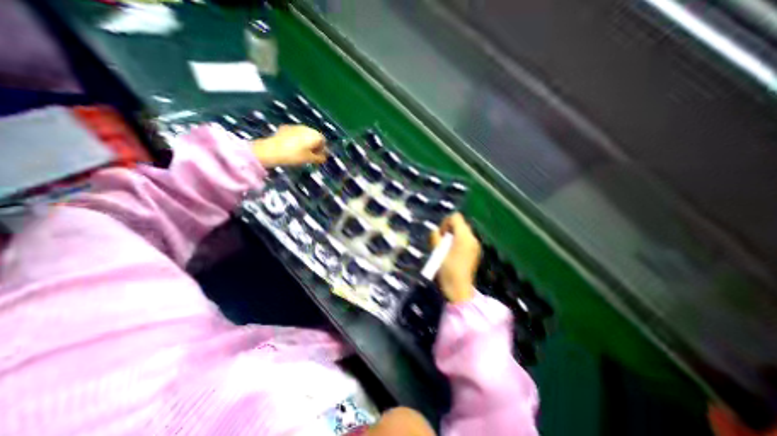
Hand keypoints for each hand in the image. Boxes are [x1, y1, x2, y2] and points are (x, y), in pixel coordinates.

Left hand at [252, 127, 326, 168]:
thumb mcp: (310, 159)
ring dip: (305, 142)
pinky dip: (296, 139)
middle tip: (309, 155)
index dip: (322, 150)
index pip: (323, 141)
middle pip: (314, 136)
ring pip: (305, 134)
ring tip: (300, 152)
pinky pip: (296, 134)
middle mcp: (307, 128)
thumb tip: (324, 158)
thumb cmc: (295, 155)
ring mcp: (296, 126)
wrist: (272, 150)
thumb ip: (319, 158)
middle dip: (314, 145)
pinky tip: (291, 147)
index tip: (317, 157)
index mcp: (315, 135)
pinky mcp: (286, 127)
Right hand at [431, 213, 480, 303]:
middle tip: (441, 242)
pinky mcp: (475, 252)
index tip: (440, 235)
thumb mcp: (437, 253)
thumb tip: (435, 231)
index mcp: (463, 237)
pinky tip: (452, 253)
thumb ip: (435, 238)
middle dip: (449, 229)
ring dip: (453, 235)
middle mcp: (472, 238)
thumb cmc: (447, 271)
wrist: (459, 290)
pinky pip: (465, 239)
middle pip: (460, 223)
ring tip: (445, 248)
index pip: (455, 217)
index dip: (445, 222)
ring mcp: (475, 245)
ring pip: (463, 231)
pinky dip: (458, 241)